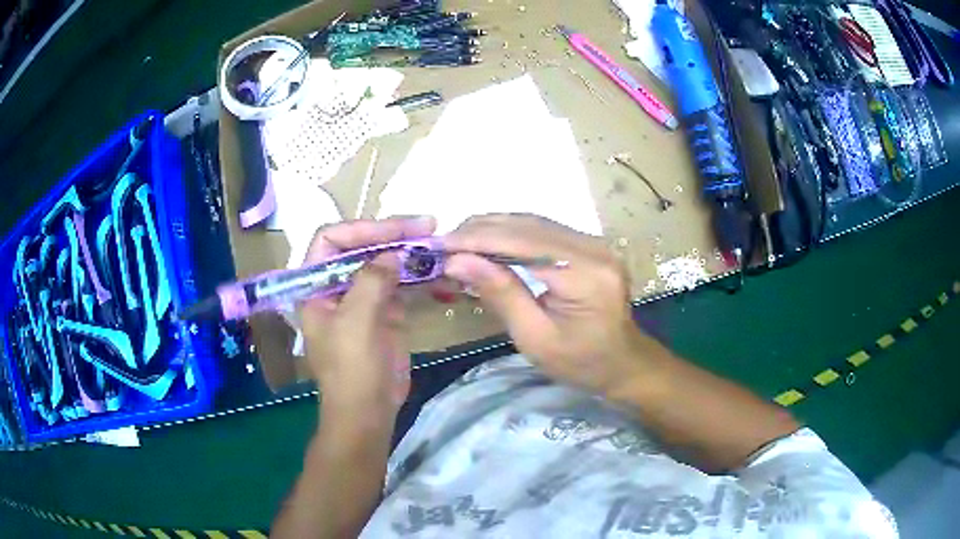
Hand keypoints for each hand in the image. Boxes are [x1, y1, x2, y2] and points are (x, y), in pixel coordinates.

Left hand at [299, 217, 435, 422]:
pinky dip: (419, 276)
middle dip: (392, 235)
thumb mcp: (356, 323)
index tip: (397, 231)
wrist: (368, 413)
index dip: (361, 229)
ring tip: (437, 244)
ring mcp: (362, 298)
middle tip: (428, 226)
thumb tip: (392, 254)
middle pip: (361, 246)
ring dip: (409, 252)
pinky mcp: (385, 312)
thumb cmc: (351, 371)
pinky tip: (438, 271)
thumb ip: (371, 281)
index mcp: (316, 285)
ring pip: (384, 263)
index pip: (331, 239)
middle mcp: (337, 285)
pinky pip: (401, 284)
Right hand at [443, 215, 654, 396]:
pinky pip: (543, 230)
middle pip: (527, 225)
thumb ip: (500, 294)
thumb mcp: (535, 338)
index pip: (522, 242)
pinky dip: (510, 234)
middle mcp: (593, 247)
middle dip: (480, 230)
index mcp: (586, 274)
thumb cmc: (581, 363)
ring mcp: (594, 242)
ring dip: (492, 229)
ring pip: (533, 222)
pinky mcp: (589, 245)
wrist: (623, 363)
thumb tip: (458, 261)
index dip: (477, 239)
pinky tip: (487, 243)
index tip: (439, 244)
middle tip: (442, 243)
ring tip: (458, 242)